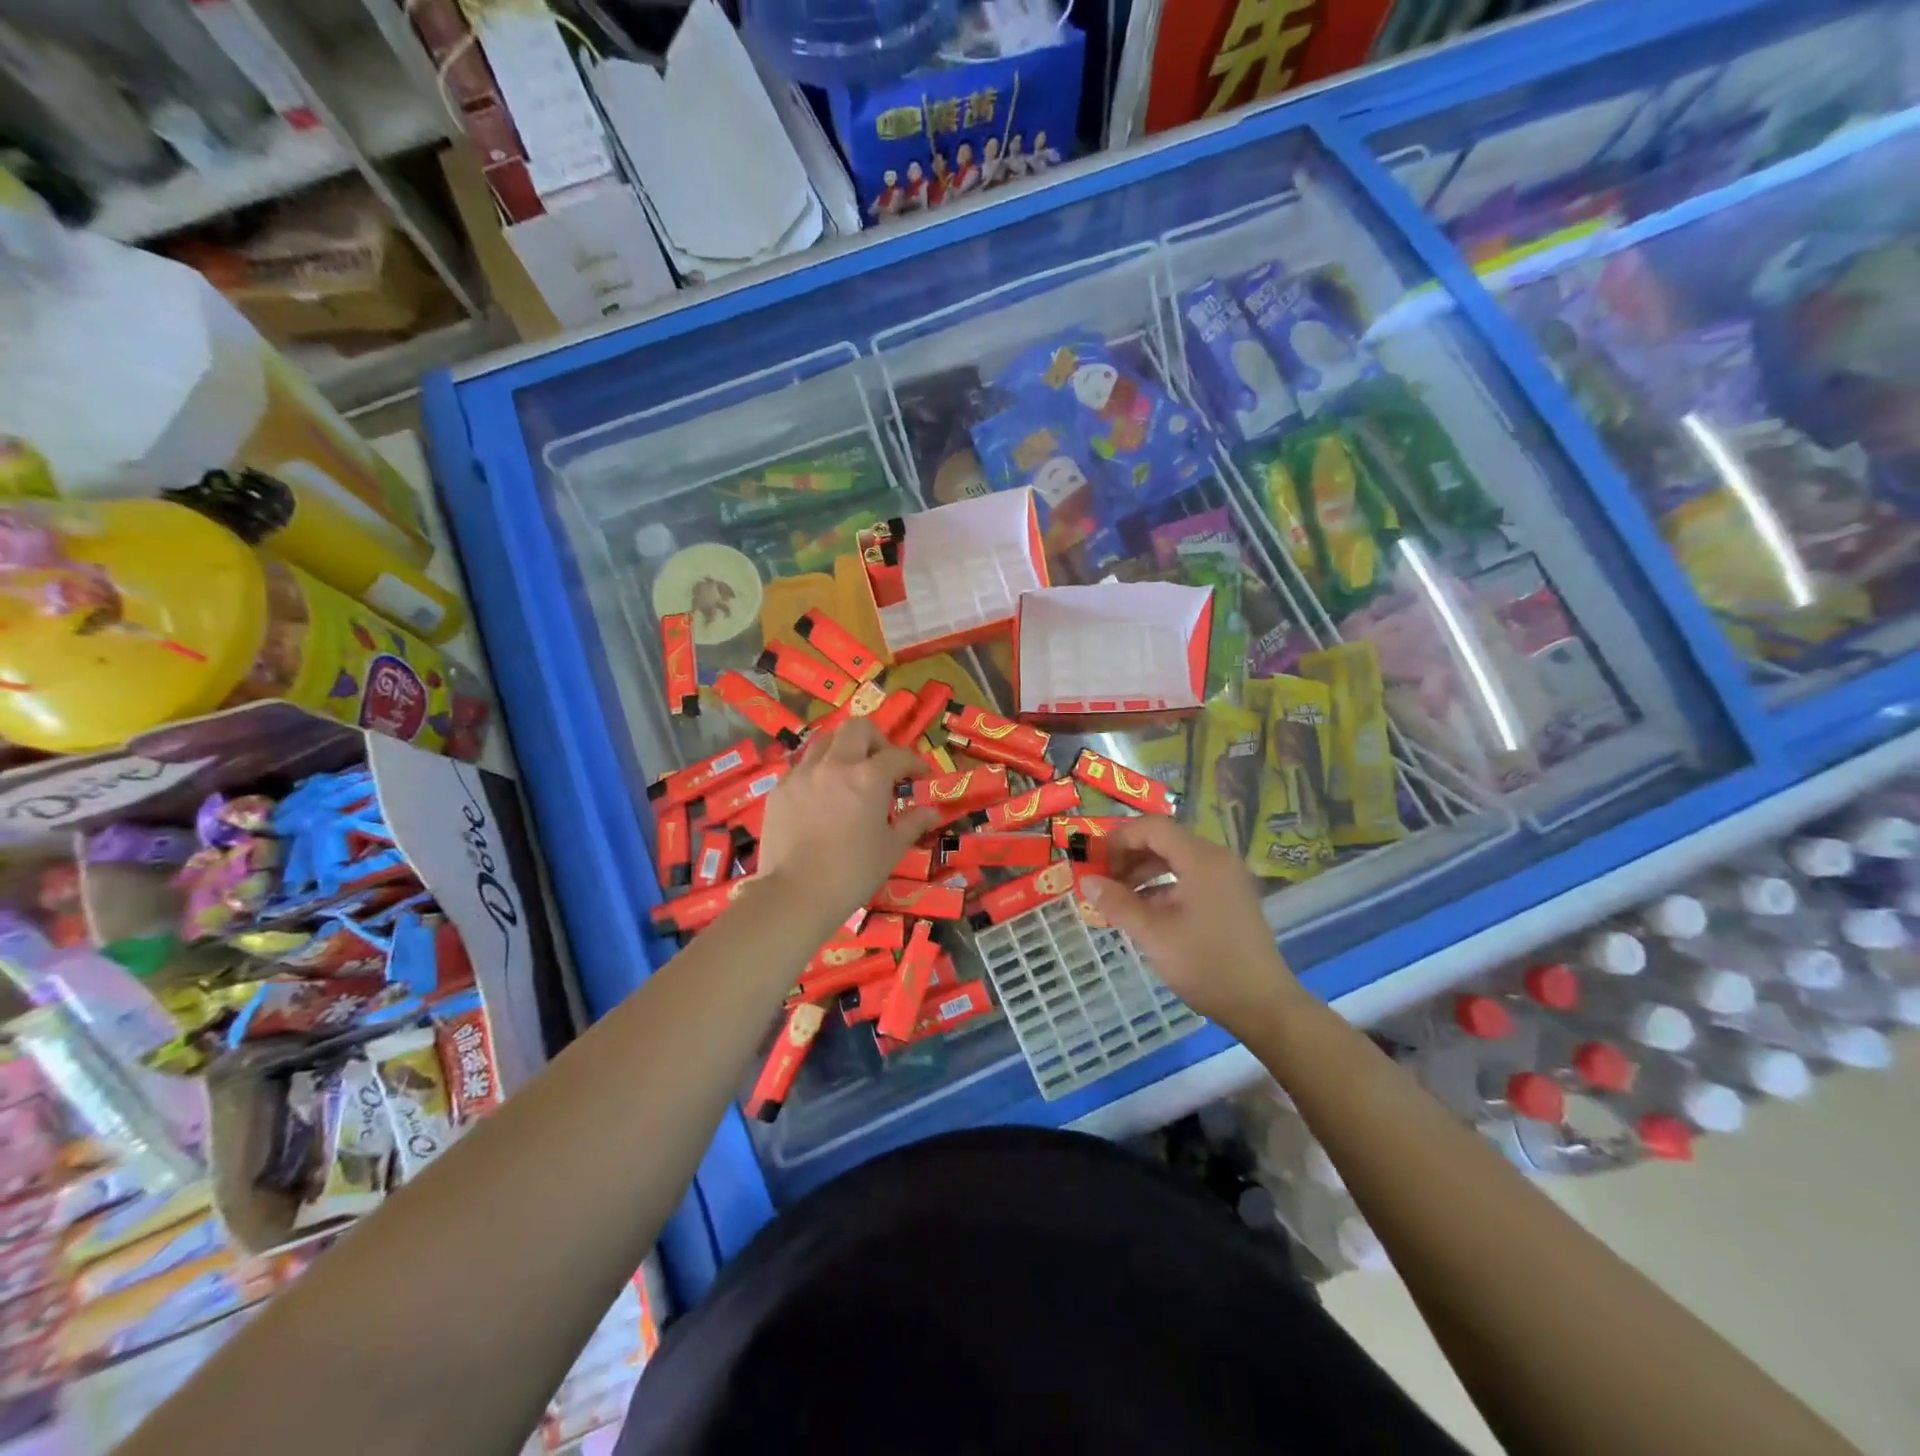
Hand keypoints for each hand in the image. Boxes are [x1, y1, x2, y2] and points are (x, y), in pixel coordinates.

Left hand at [753, 719, 938, 919]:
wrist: (796, 894)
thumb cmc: (853, 873)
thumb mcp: (891, 849)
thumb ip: (912, 823)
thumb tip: (930, 811)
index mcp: (868, 777)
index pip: (898, 755)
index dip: (914, 763)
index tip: (920, 775)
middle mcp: (835, 765)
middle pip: (857, 728)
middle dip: (875, 740)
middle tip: (881, 764)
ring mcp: (803, 774)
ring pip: (825, 742)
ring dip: (843, 750)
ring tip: (849, 775)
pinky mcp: (780, 790)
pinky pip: (802, 768)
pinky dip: (817, 773)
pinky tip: (821, 798)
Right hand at [1080, 816, 1301, 1036]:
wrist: (1263, 1005)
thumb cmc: (1206, 965)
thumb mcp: (1154, 935)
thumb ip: (1118, 903)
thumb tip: (1086, 881)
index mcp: (1201, 859)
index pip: (1153, 827)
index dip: (1119, 838)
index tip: (1095, 861)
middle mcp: (1217, 859)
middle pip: (1164, 840)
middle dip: (1129, 856)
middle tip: (1102, 880)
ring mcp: (1226, 878)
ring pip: (1176, 859)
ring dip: (1144, 872)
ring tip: (1117, 897)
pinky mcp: (1229, 897)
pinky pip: (1189, 877)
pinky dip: (1163, 886)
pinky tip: (1144, 911)